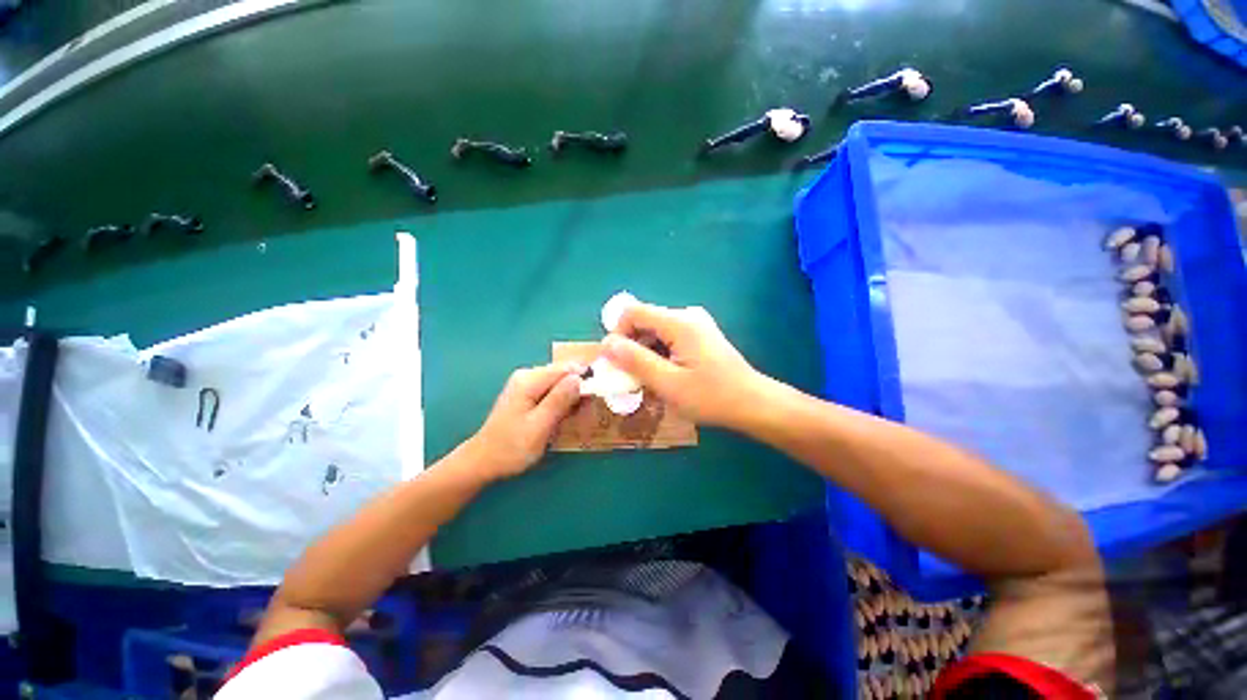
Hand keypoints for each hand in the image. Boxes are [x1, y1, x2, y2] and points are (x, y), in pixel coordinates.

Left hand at [465, 362, 583, 479]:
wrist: (484, 461)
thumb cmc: (512, 447)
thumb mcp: (539, 426)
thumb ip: (559, 400)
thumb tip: (579, 377)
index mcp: (530, 380)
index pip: (567, 369)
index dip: (585, 380)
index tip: (595, 400)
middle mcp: (528, 375)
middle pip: (565, 374)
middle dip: (579, 390)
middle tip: (584, 413)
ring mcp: (527, 383)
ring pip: (561, 383)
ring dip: (572, 398)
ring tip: (575, 417)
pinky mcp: (528, 393)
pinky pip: (553, 390)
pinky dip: (563, 402)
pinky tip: (563, 416)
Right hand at [601, 303, 762, 426]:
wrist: (752, 403)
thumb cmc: (711, 396)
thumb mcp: (667, 383)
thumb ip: (635, 361)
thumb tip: (606, 343)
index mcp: (679, 322)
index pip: (632, 312)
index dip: (618, 334)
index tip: (618, 362)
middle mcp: (687, 315)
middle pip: (644, 321)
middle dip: (631, 347)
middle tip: (632, 377)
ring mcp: (695, 324)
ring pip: (655, 331)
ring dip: (645, 353)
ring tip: (650, 380)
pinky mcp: (700, 335)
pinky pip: (669, 338)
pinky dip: (659, 354)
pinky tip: (666, 375)